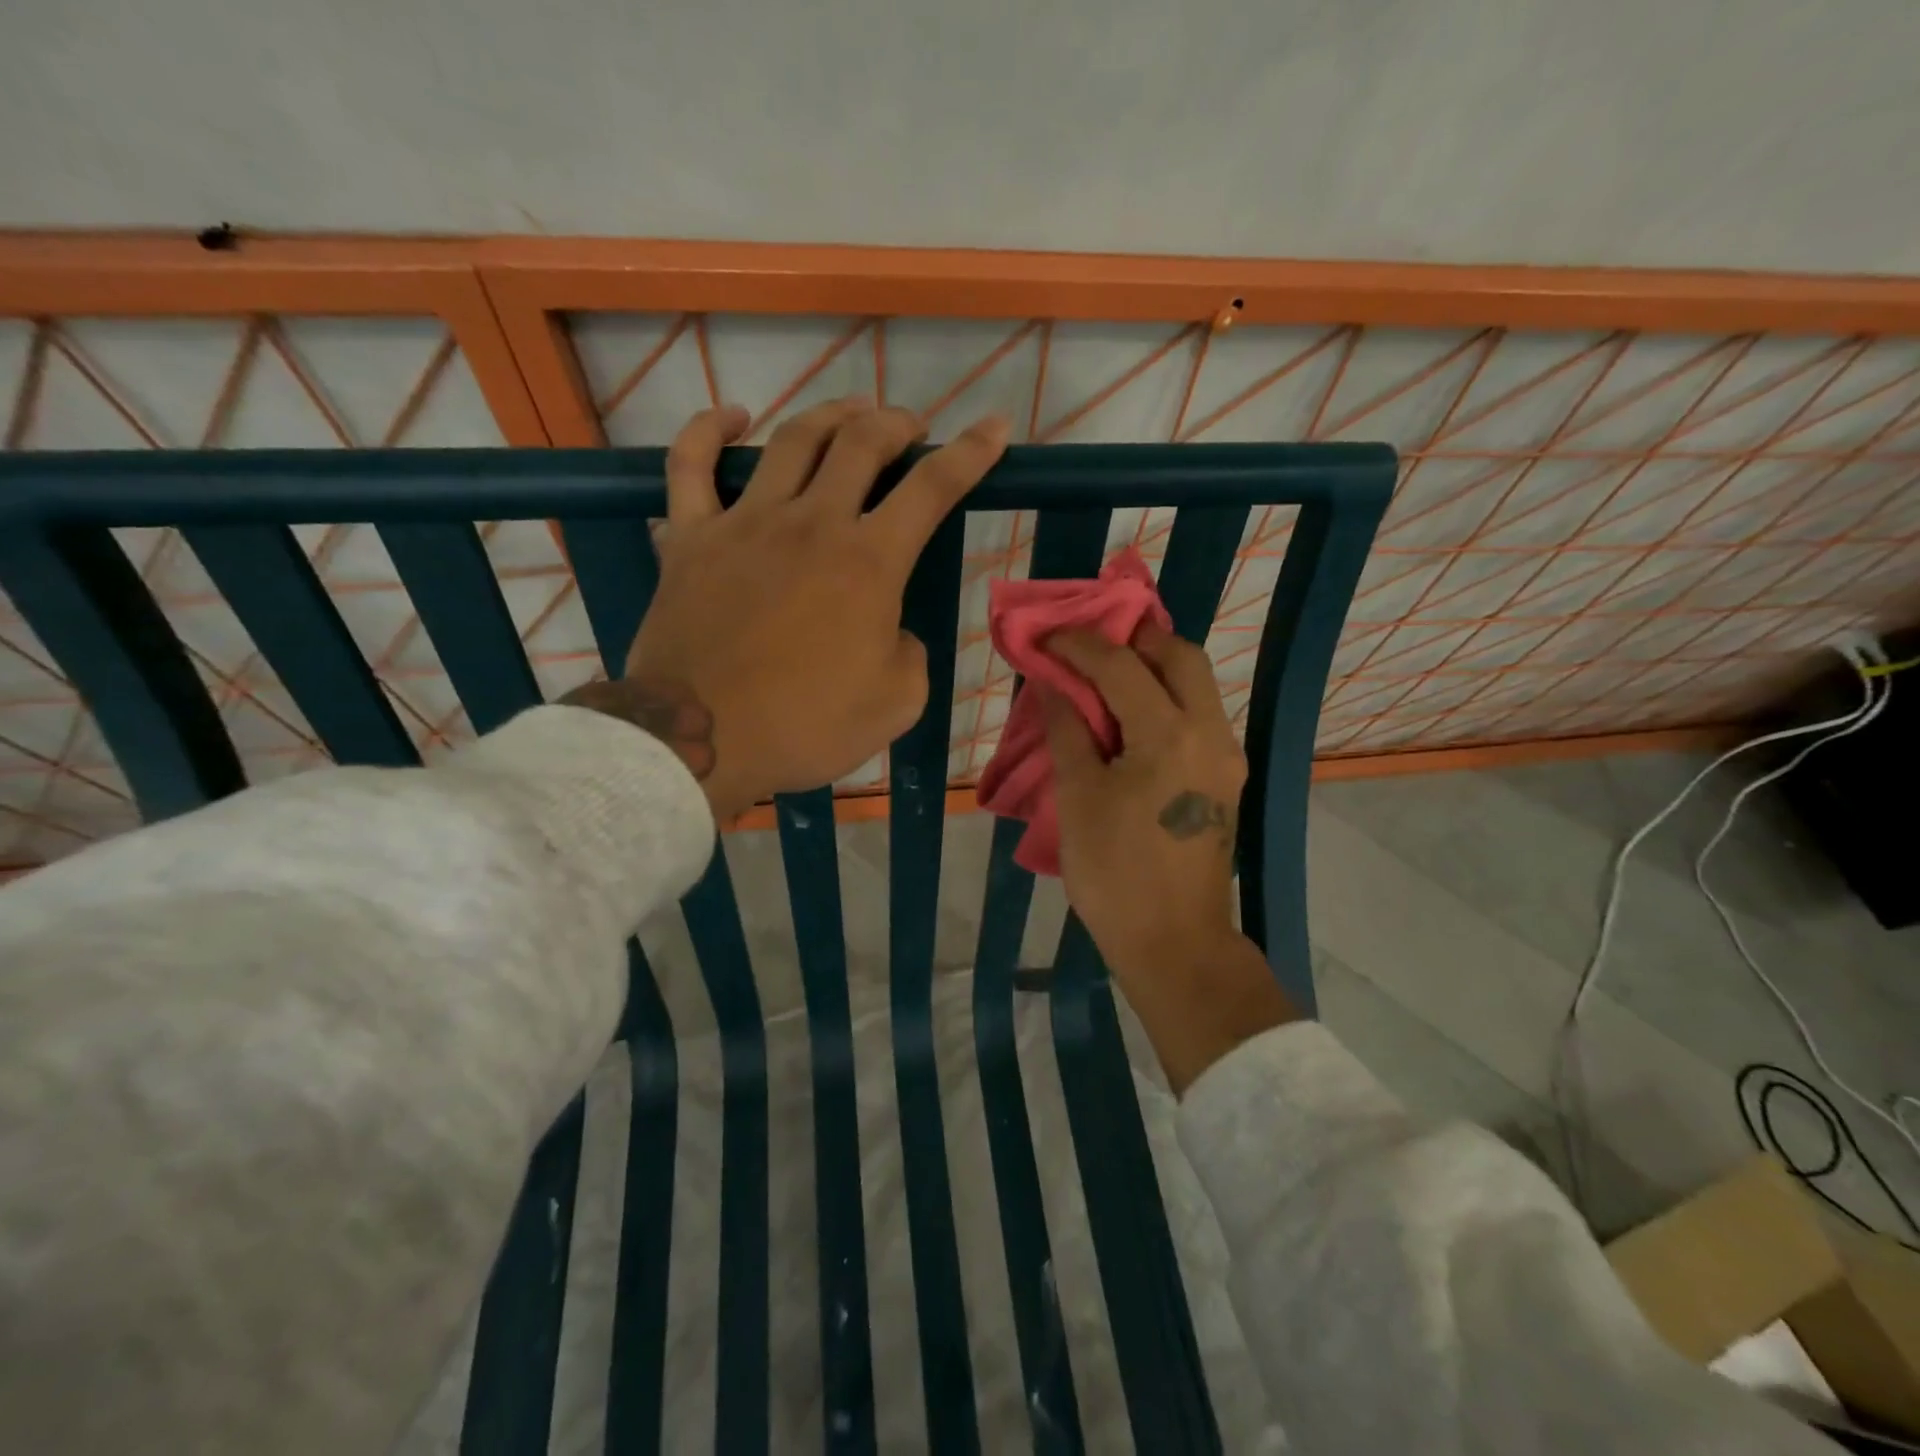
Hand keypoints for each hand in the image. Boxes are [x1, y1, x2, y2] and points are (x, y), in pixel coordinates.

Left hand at [567, 399, 1008, 820]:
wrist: (702, 739)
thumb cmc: (806, 726)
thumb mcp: (896, 703)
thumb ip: (909, 653)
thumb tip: (889, 629)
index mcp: (869, 562)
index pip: (933, 487)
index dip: (971, 452)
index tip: (994, 426)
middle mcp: (812, 523)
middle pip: (862, 442)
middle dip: (896, 424)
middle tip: (910, 428)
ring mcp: (746, 522)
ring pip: (792, 440)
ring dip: (830, 415)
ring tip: (850, 412)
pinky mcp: (691, 537)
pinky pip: (690, 465)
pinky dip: (708, 430)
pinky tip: (731, 416)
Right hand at [1041, 623, 1296, 1091]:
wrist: (1175, 943)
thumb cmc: (1115, 874)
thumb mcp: (1078, 798)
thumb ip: (1068, 730)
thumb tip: (1055, 684)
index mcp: (1169, 736)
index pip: (1122, 666)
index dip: (1080, 644)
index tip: (1048, 636)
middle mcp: (1210, 734)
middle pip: (1181, 656)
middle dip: (1135, 639)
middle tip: (1090, 645)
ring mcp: (1226, 756)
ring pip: (1197, 684)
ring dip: (1153, 667)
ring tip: (1106, 673)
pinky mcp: (1226, 778)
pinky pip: (1198, 715)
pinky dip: (1165, 697)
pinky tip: (1130, 713)